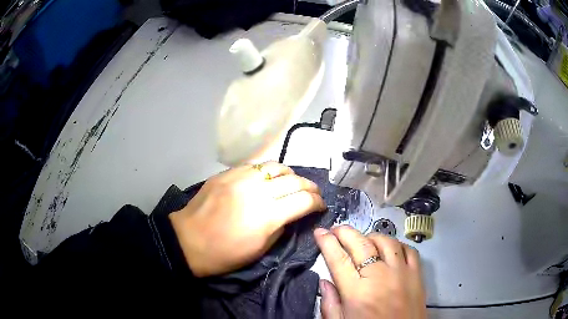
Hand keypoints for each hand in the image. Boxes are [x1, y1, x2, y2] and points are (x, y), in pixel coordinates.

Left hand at [169, 162, 325, 276]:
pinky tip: (267, 179)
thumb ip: (281, 227)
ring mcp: (240, 178)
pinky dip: (268, 171)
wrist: (189, 241)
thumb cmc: (225, 254)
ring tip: (292, 183)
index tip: (321, 206)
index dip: (318, 202)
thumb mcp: (260, 249)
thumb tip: (292, 214)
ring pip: (276, 166)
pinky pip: (255, 165)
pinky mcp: (227, 173)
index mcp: (267, 216)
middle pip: (295, 181)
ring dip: (290, 175)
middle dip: (310, 187)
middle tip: (313, 194)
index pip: (304, 201)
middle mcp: (257, 191)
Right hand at [314, 225, 426, 318]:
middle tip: (336, 229)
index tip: (319, 232)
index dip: (327, 242)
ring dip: (371, 236)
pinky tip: (389, 248)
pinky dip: (397, 244)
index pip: (338, 259)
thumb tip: (324, 281)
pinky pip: (409, 250)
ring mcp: (402, 273)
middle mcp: (380, 277)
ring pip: (386, 242)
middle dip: (345, 232)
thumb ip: (330, 303)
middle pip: (361, 244)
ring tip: (362, 239)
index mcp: (357, 292)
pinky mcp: (417, 274)